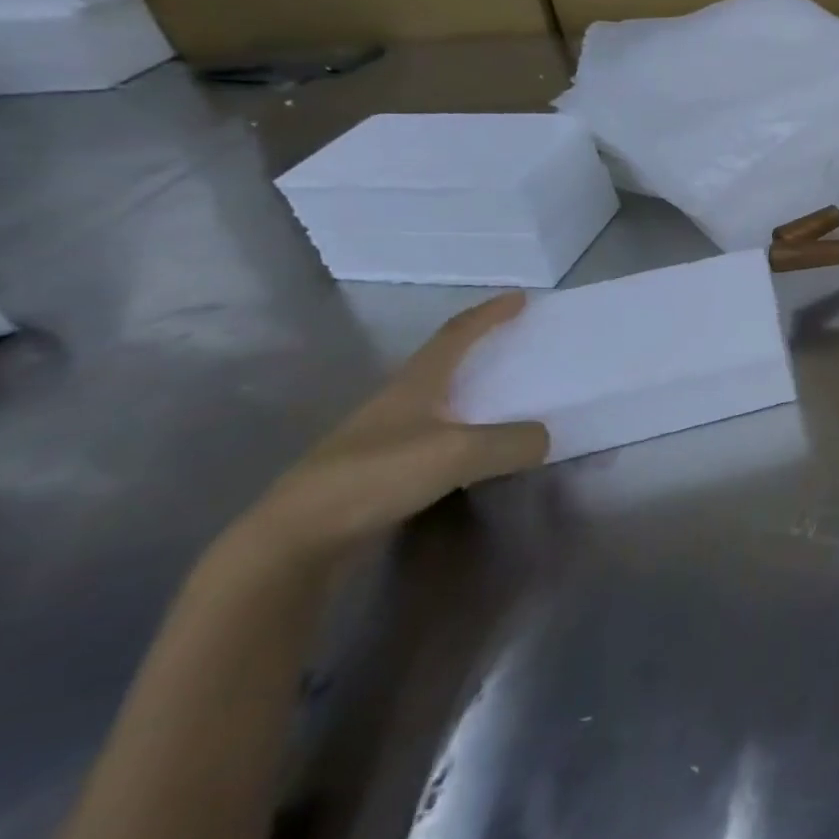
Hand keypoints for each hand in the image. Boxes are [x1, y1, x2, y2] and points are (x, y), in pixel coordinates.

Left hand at [236, 293, 548, 566]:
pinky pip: (438, 441)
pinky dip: (466, 436)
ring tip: (509, 401)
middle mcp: (399, 403)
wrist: (296, 541)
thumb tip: (542, 439)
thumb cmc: (377, 476)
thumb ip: (512, 441)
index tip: (519, 297)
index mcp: (415, 384)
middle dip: (482, 350)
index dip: (489, 314)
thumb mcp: (459, 452)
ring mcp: (385, 439)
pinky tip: (481, 454)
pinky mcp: (380, 474)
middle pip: (445, 364)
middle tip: (519, 346)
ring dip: (475, 396)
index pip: (457, 334)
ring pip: (441, 404)